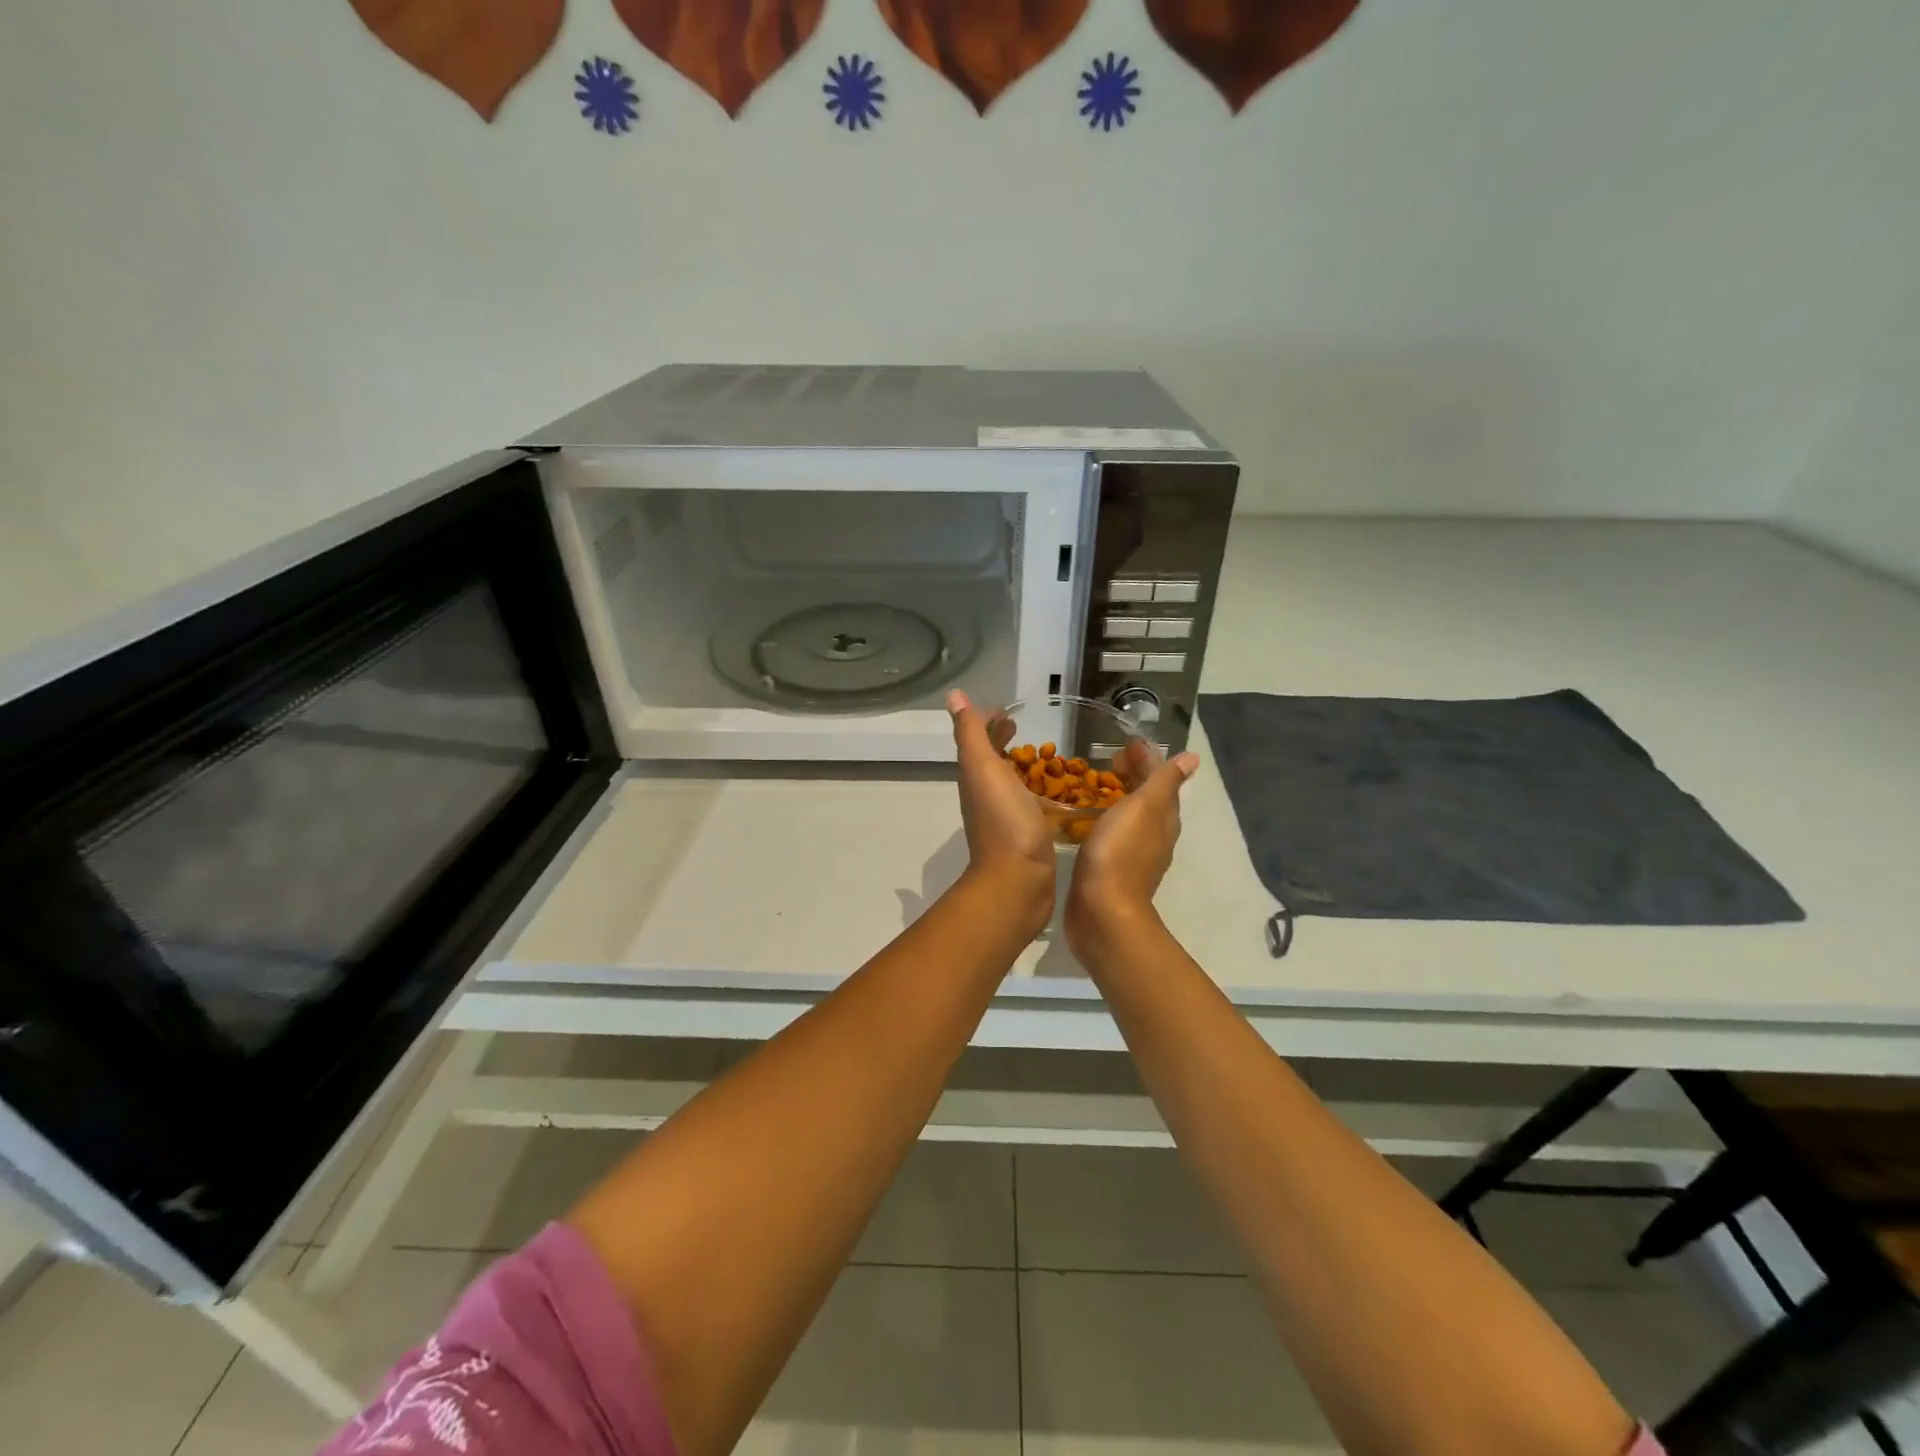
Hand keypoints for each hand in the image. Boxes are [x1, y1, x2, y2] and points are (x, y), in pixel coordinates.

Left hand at [948, 691, 1055, 935]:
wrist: (1018, 881)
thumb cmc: (1003, 820)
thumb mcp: (983, 768)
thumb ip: (971, 733)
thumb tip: (954, 696)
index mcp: (976, 777)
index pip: (978, 741)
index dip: (988, 723)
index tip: (1008, 712)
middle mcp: (986, 796)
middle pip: (992, 761)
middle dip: (1003, 742)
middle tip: (1022, 728)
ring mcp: (1007, 817)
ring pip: (1010, 783)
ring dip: (1021, 767)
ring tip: (1044, 757)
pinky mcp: (1028, 836)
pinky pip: (1031, 805)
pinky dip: (1039, 793)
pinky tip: (1059, 795)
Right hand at [1065, 749, 1199, 957]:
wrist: (1101, 910)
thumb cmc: (1120, 851)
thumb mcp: (1144, 807)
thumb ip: (1164, 781)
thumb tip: (1193, 759)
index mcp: (1164, 819)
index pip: (1162, 780)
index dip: (1147, 760)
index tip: (1125, 745)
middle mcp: (1155, 836)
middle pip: (1148, 798)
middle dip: (1133, 776)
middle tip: (1108, 762)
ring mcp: (1134, 855)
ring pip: (1132, 817)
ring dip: (1119, 797)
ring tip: (1096, 785)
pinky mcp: (1111, 870)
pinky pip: (1114, 835)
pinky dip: (1106, 819)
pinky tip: (1088, 819)